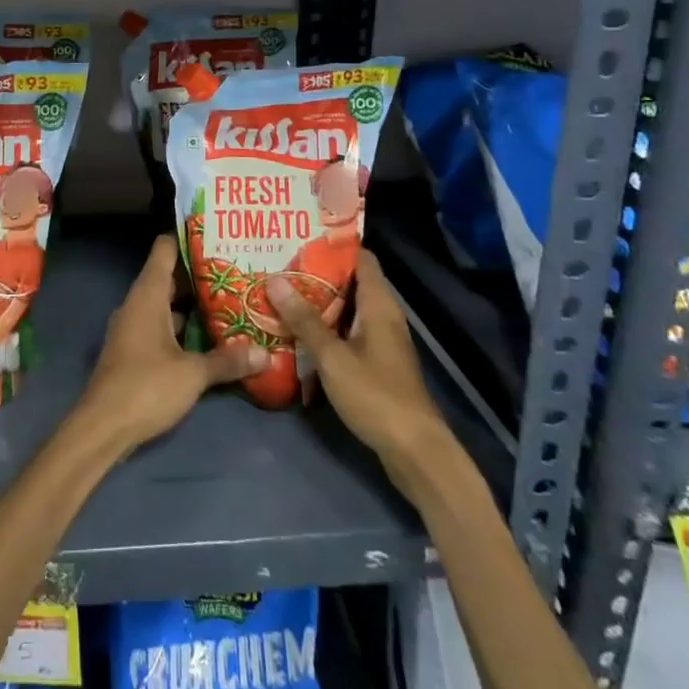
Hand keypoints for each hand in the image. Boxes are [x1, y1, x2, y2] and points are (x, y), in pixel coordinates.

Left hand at [72, 237, 267, 454]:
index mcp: (147, 296)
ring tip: (229, 301)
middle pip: (168, 278)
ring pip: (165, 306)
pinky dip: (182, 328)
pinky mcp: (133, 351)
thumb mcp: (192, 374)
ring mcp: (132, 328)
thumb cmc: (146, 387)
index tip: (215, 233)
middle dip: (199, 275)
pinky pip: (161, 328)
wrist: (103, 426)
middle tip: (236, 270)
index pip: (164, 251)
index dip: (187, 238)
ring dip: (192, 305)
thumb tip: (264, 352)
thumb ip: (227, 360)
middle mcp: (137, 305)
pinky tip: (208, 338)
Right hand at [269, 251, 452, 471]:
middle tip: (278, 265)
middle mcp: (383, 316)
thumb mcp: (332, 356)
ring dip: (318, 303)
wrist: (415, 451)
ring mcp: (381, 341)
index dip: (332, 245)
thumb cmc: (375, 394)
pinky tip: (297, 332)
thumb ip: (304, 319)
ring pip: (347, 309)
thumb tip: (274, 280)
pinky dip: (326, 327)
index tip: (298, 237)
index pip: (360, 258)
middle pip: (350, 282)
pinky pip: (347, 332)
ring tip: (280, 293)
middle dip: (316, 274)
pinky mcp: (376, 363)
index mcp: (379, 304)